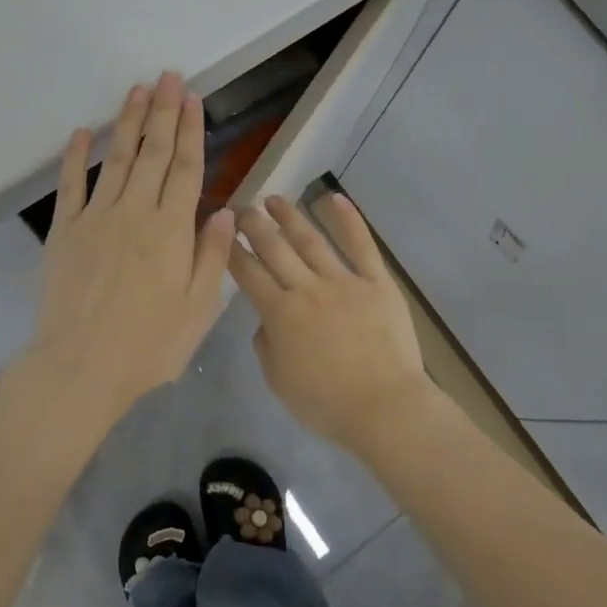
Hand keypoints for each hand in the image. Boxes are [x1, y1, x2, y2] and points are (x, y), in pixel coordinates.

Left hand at [14, 73, 236, 429]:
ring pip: (117, 159)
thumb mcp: (198, 308)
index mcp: (171, 230)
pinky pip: (71, 185)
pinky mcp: (65, 231)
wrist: (81, 366)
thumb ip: (212, 256)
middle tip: (168, 76)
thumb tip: (225, 211)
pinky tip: (83, 132)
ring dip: (128, 122)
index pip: (186, 168)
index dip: (191, 130)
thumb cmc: (149, 344)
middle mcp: (135, 212)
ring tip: (137, 90)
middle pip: (153, 153)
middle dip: (163, 112)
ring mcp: (96, 218)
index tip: (193, 99)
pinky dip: (76, 157)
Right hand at [228, 193, 434, 456]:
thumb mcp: (279, 382)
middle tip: (241, 208)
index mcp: (280, 314)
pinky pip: (362, 246)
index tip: (221, 231)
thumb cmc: (327, 404)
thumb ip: (265, 346)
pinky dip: (349, 220)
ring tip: (274, 199)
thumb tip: (265, 322)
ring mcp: (344, 282)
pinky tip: (335, 197)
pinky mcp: (377, 282)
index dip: (232, 250)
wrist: (384, 408)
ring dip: (290, 216)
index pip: (248, 274)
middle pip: (275, 248)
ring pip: (311, 240)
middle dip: (254, 225)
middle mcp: (307, 289)